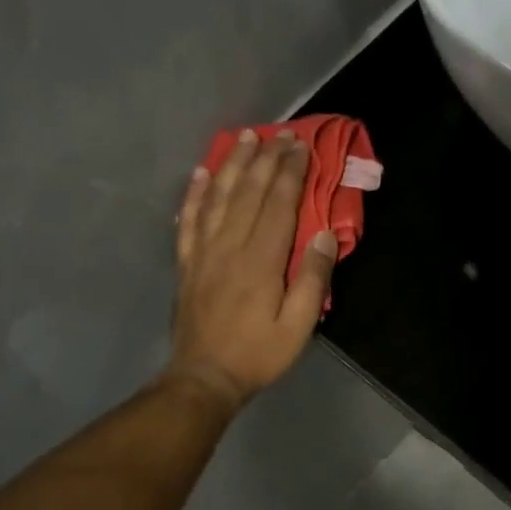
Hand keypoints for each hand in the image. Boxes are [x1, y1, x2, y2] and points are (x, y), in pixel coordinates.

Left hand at [163, 129, 336, 411]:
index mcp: (262, 260)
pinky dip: (195, 193)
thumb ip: (312, 280)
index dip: (290, 172)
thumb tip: (323, 237)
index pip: (278, 204)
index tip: (301, 145)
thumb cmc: (258, 354)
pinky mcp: (187, 263)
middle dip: (266, 159)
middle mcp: (230, 246)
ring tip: (245, 138)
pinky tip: (201, 173)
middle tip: (280, 133)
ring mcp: (203, 252)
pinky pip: (189, 219)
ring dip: (232, 164)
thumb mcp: (298, 326)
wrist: (205, 377)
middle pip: (249, 192)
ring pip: (217, 196)